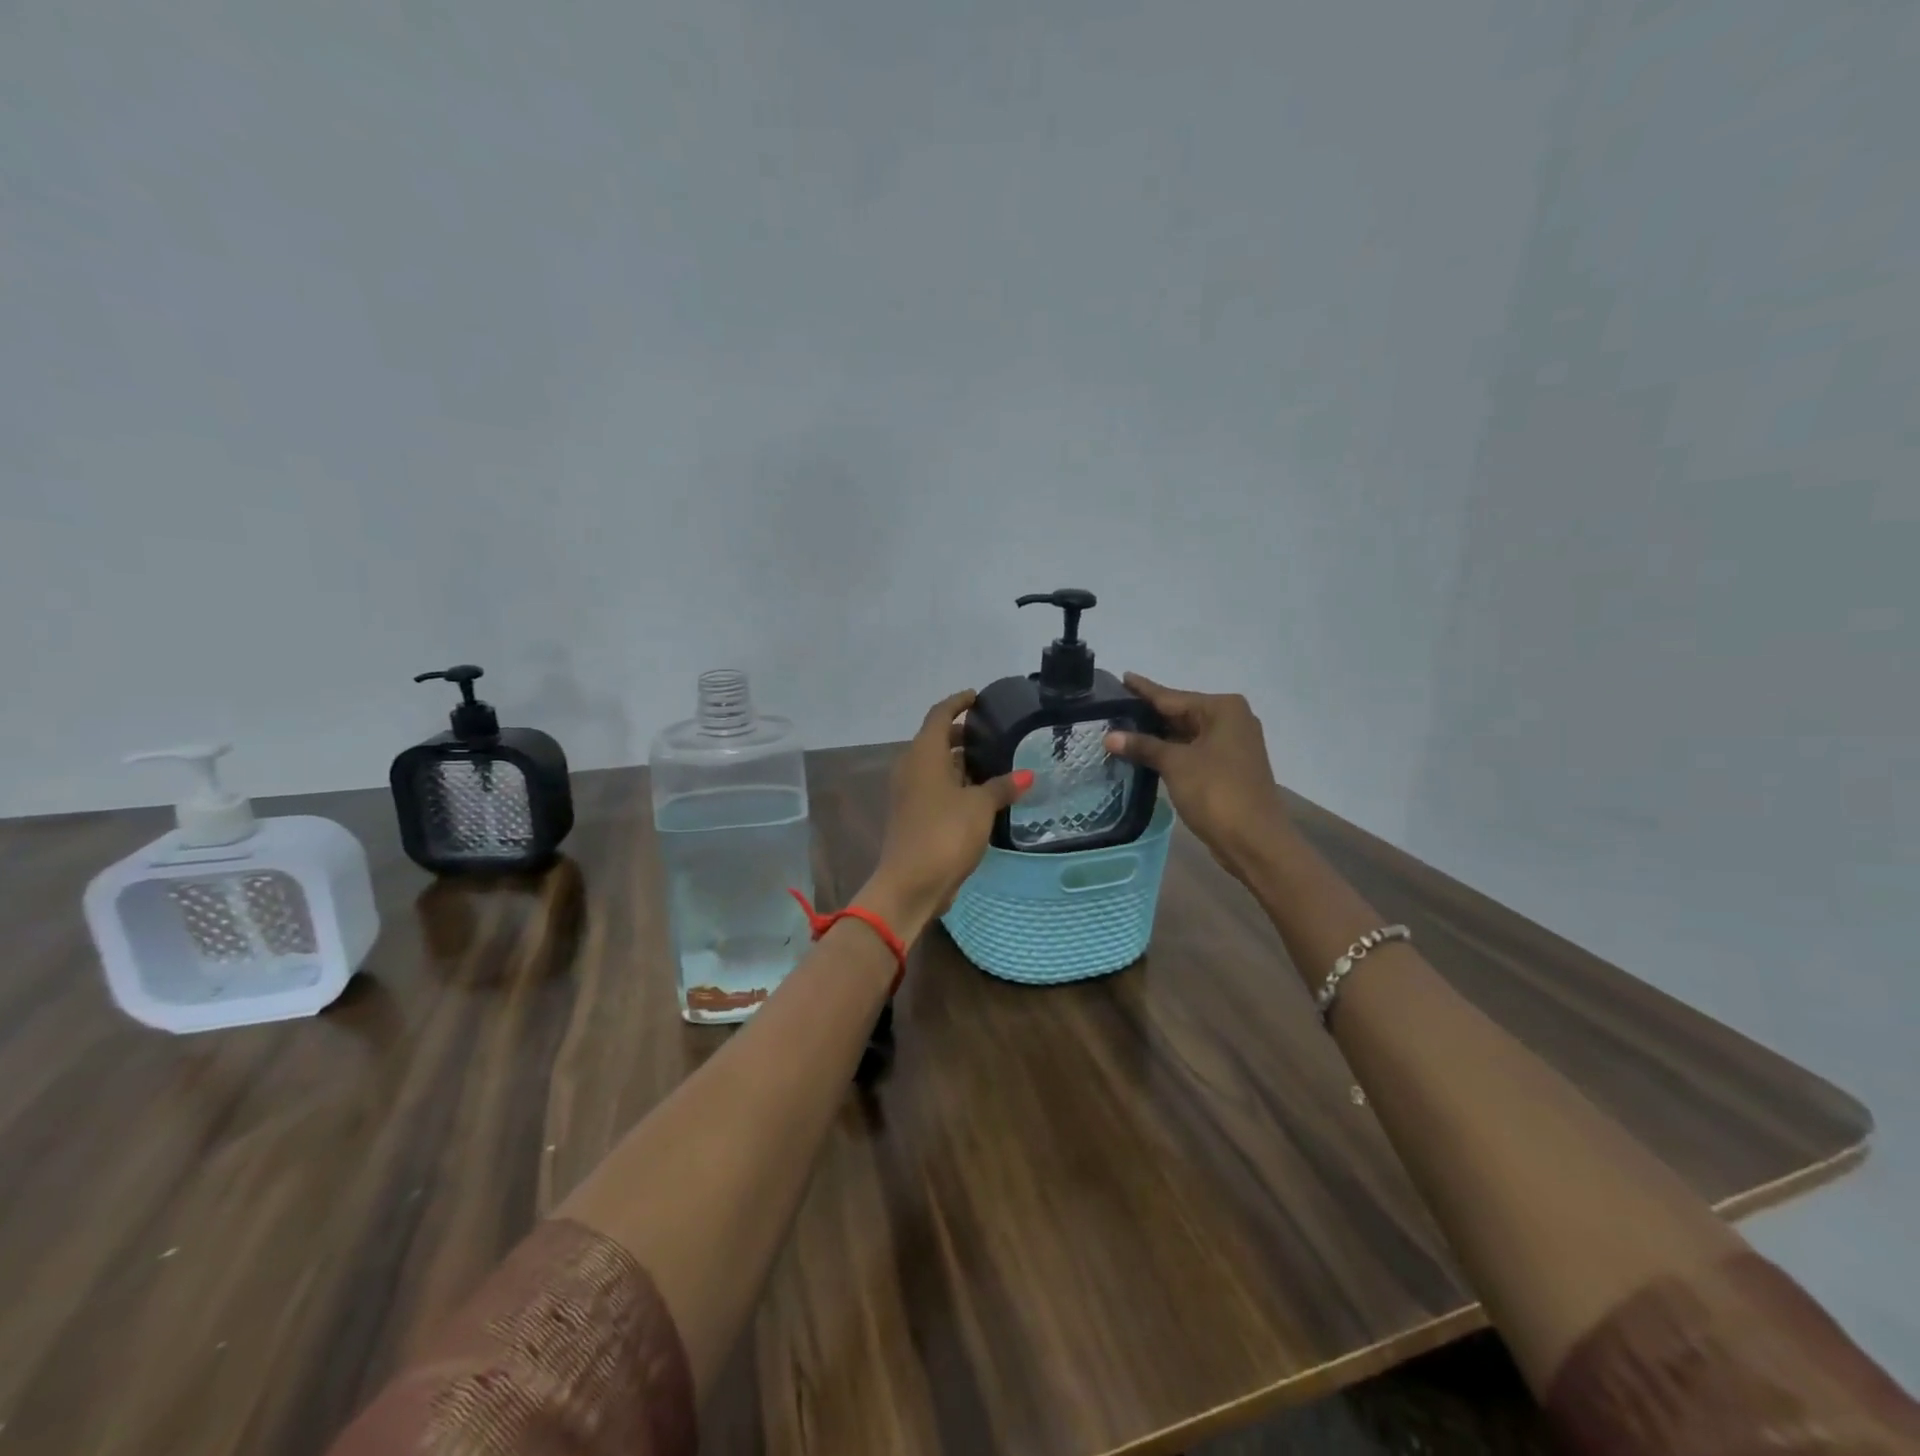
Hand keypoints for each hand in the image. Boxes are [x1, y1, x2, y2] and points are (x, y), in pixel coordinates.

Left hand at [861, 691, 1031, 937]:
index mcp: (923, 754)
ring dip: (958, 761)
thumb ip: (1002, 787)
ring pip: (934, 765)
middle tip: (992, 733)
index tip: (977, 697)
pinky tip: (979, 793)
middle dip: (961, 734)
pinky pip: (933, 787)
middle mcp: (910, 767)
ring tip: (992, 762)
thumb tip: (1026, 775)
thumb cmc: (945, 834)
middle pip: (935, 739)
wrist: (910, 883)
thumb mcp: (980, 807)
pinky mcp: (911, 814)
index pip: (939, 714)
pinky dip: (953, 783)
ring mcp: (907, 792)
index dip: (958, 702)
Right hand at [1104, 673, 1285, 874]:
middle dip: (1148, 714)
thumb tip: (1109, 736)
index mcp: (1222, 709)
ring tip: (1121, 729)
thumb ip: (1143, 746)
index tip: (1122, 677)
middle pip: (1180, 713)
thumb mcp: (1175, 764)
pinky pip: (1192, 751)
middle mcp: (1231, 720)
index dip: (1144, 690)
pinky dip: (1170, 752)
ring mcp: (1232, 746)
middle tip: (1113, 708)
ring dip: (1157, 736)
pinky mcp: (1228, 768)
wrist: (1254, 840)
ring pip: (1186, 734)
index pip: (1172, 696)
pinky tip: (1145, 753)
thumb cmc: (1216, 792)